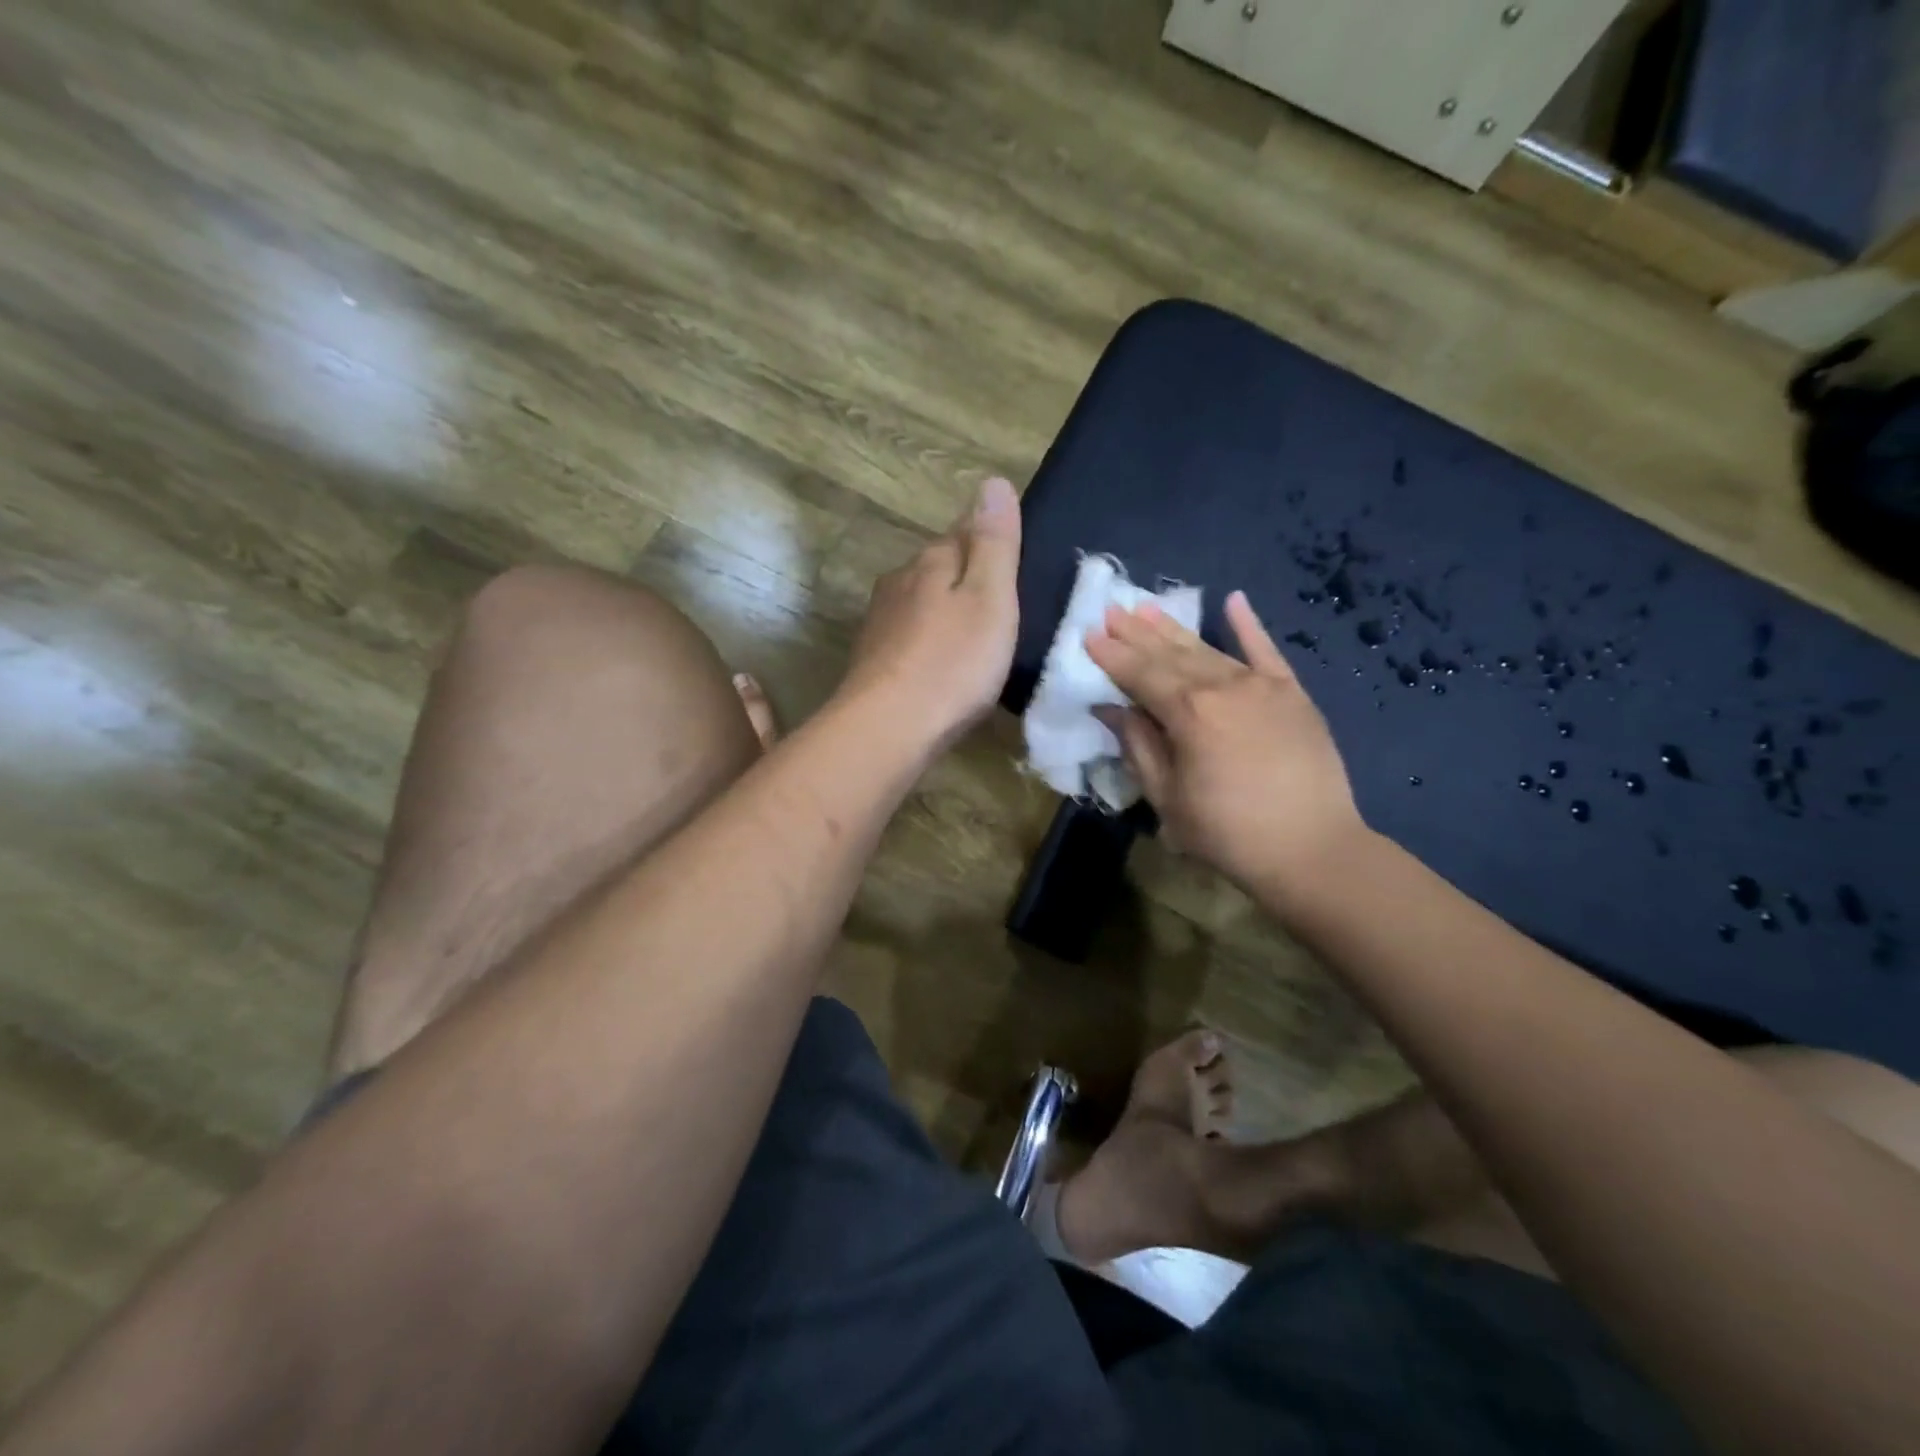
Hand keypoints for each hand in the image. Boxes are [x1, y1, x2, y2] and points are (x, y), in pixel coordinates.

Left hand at [838, 476, 1021, 752]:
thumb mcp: (990, 599)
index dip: (991, 539)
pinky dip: (929, 641)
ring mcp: (880, 621)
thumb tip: (992, 482)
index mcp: (931, 562)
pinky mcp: (873, 659)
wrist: (888, 727)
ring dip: (945, 609)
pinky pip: (909, 636)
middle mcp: (899, 582)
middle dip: (966, 575)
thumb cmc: (952, 663)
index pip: (964, 531)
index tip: (1014, 556)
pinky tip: (940, 662)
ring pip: (921, 601)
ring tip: (974, 634)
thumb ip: (994, 543)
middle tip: (1002, 602)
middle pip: (939, 566)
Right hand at [1086, 590, 1363, 896]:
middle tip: (1111, 611)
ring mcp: (1262, 686)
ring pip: (1209, 649)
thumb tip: (1111, 708)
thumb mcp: (1168, 798)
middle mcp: (1223, 687)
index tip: (1089, 635)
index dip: (1112, 656)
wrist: (1312, 849)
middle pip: (1171, 655)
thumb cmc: (1228, 833)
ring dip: (1174, 629)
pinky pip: (1266, 652)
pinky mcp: (1292, 693)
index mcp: (1188, 713)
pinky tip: (1234, 600)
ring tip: (1146, 607)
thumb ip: (1138, 746)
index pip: (1140, 675)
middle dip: (1137, 633)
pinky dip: (1249, 626)